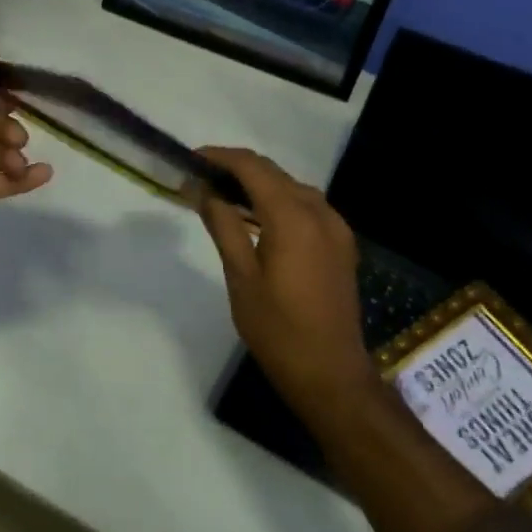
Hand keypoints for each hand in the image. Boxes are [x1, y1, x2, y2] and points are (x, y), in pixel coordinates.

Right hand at [195, 147, 374, 430]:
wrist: (331, 374)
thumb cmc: (277, 329)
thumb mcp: (240, 276)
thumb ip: (223, 225)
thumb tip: (202, 189)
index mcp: (293, 217)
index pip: (252, 167)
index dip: (220, 157)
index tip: (191, 159)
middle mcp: (319, 213)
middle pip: (273, 173)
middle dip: (236, 168)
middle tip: (200, 178)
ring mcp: (335, 228)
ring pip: (291, 187)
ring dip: (258, 184)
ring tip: (221, 195)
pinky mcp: (340, 244)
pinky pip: (306, 206)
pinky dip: (278, 201)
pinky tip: (256, 217)